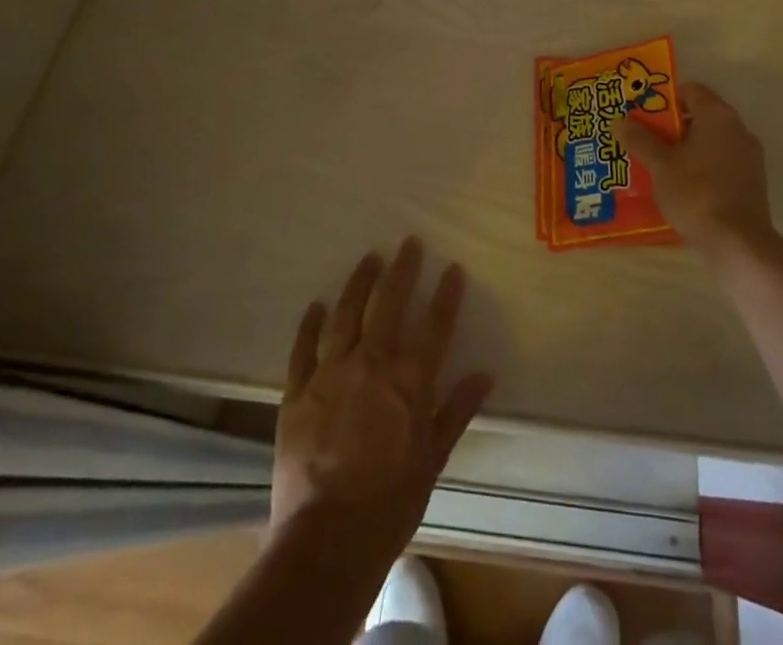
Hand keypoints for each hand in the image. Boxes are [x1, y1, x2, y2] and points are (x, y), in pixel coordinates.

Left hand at [270, 238, 492, 560]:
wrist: (326, 539)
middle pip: (388, 304)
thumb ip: (457, 411)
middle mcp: (370, 364)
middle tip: (409, 243)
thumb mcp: (433, 460)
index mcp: (408, 381)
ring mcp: (330, 373)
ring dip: (359, 283)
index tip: (453, 268)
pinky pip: (303, 348)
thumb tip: (485, 374)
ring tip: (369, 258)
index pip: (434, 325)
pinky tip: (316, 304)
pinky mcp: (297, 391)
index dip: (446, 294)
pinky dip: (310, 324)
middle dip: (402, 270)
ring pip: (346, 314)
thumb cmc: (389, 503)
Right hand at [613, 82, 773, 259]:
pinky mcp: (753, 182)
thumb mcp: (660, 165)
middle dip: (672, 126)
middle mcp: (739, 129)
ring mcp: (749, 156)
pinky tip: (682, 186)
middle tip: (645, 139)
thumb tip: (620, 120)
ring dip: (687, 148)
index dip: (665, 99)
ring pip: (711, 141)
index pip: (691, 90)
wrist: (738, 244)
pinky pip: (722, 162)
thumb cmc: (696, 194)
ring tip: (659, 165)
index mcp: (718, 116)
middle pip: (701, 115)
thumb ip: (640, 139)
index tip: (644, 115)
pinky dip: (702, 166)